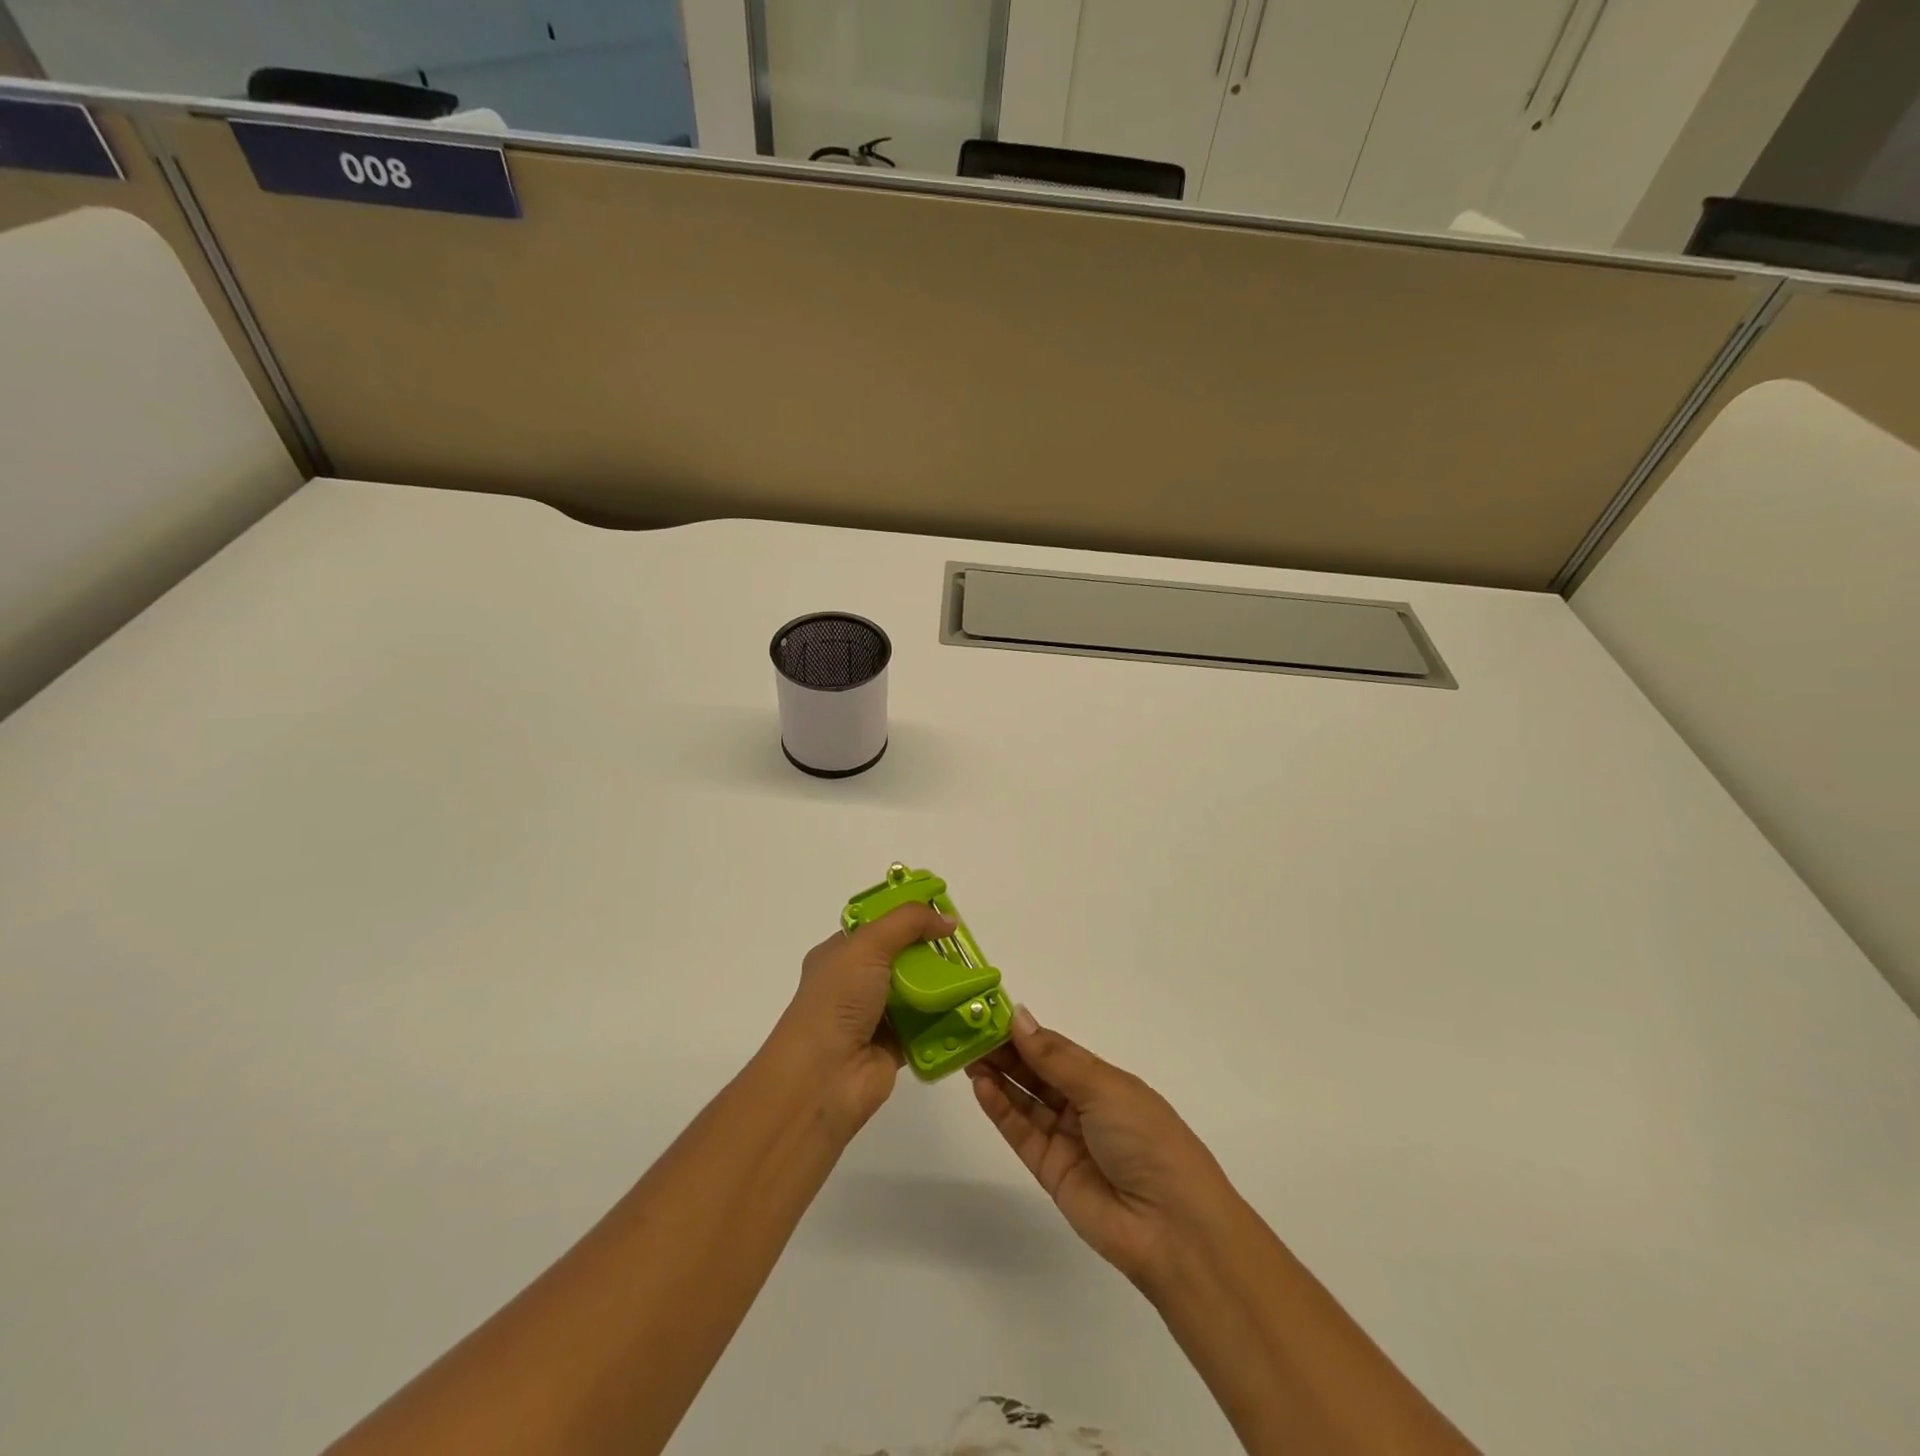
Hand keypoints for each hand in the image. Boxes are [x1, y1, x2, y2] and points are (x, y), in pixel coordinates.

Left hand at [771, 903, 955, 1139]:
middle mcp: (855, 983)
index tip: (941, 910)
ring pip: (917, 992)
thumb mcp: (868, 945)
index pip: (876, 925)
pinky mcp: (894, 1047)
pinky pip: (926, 1027)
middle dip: (931, 951)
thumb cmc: (837, 1000)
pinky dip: (946, 1020)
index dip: (906, 915)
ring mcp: (874, 1017)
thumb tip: (948, 919)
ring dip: (943, 985)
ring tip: (977, 974)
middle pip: (901, 958)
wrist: (823, 1076)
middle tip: (965, 945)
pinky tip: (972, 1008)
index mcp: (839, 954)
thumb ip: (908, 923)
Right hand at [967, 1009, 1240, 1293]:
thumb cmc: (1146, 1139)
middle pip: (1037, 1073)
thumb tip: (1018, 1016)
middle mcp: (1085, 1106)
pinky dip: (1000, 1109)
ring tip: (967, 1054)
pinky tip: (981, 1086)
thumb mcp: (1103, 1088)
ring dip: (998, 1077)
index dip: (1025, 1032)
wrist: (1171, 1228)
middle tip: (968, 1030)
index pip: (1056, 1049)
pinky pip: (1021, 1133)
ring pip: (1025, 1101)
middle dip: (1005, 1052)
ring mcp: (1067, 1140)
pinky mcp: (1050, 1172)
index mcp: (1105, 1081)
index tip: (990, 1012)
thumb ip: (1054, 1057)